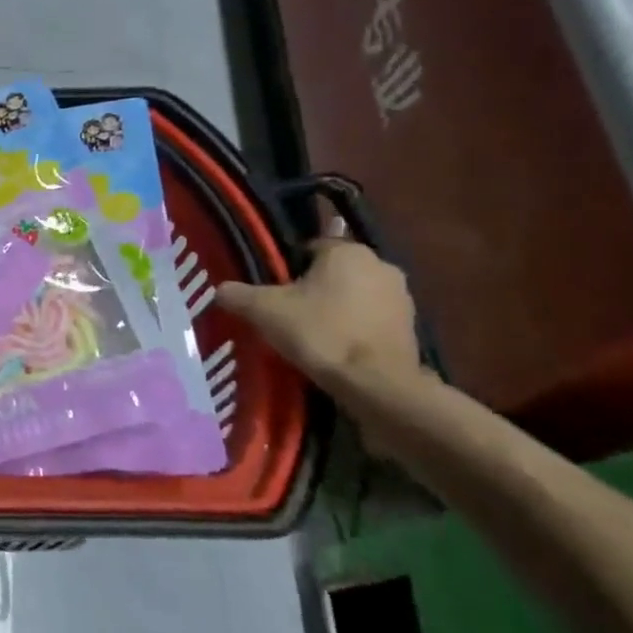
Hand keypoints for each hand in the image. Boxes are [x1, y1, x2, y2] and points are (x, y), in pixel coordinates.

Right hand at [215, 239, 421, 392]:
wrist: (376, 384)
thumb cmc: (320, 333)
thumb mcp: (264, 311)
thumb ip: (237, 294)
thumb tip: (220, 289)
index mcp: (348, 251)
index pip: (309, 248)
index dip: (286, 270)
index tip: (272, 293)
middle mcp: (381, 264)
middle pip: (333, 272)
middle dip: (312, 289)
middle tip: (286, 314)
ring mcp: (402, 297)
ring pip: (354, 296)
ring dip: (336, 309)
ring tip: (310, 336)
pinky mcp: (412, 328)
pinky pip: (371, 320)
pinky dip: (354, 330)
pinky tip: (335, 350)